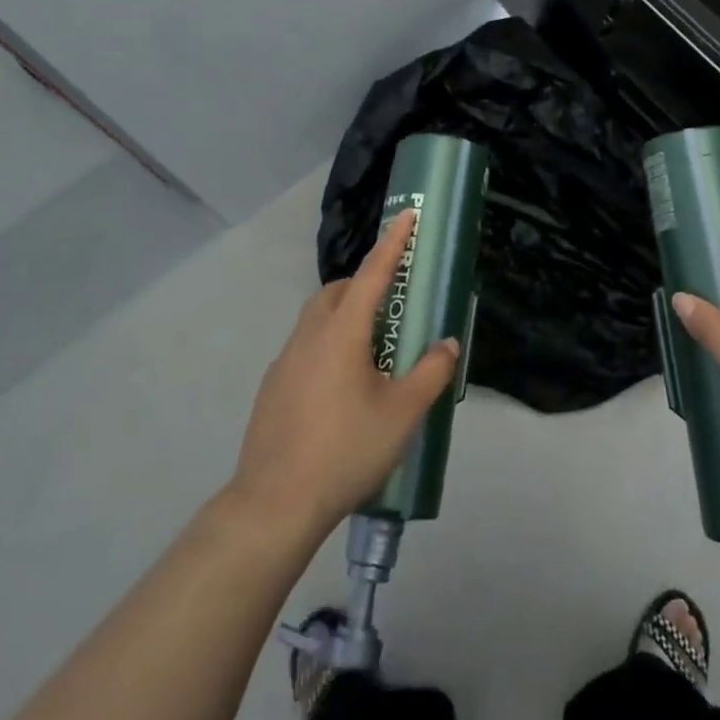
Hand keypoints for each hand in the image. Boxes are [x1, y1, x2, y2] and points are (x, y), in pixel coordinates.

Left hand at [229, 210, 459, 535]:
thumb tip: (446, 344)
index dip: (393, 243)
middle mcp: (309, 336)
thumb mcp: (403, 414)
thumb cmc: (345, 450)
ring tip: (370, 347)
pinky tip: (340, 386)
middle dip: (364, 283)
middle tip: (392, 302)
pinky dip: (327, 345)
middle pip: (337, 292)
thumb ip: (430, 373)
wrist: (274, 504)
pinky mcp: (272, 388)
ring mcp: (285, 361)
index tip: (407, 214)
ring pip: (316, 318)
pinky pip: (304, 347)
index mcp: (342, 332)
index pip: (372, 274)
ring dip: (343, 314)